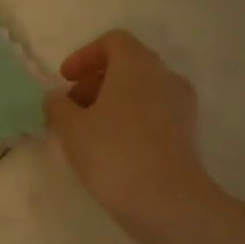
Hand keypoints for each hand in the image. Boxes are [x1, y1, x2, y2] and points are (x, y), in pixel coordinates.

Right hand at [45, 30, 218, 239]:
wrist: (168, 202)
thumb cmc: (113, 154)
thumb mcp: (71, 128)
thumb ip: (58, 105)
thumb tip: (57, 97)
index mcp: (136, 64)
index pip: (112, 42)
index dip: (84, 56)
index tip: (65, 80)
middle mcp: (164, 76)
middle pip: (128, 64)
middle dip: (96, 81)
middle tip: (72, 107)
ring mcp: (181, 104)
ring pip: (142, 90)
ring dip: (113, 101)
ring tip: (89, 130)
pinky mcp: (188, 132)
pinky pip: (155, 112)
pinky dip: (132, 118)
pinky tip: (113, 147)